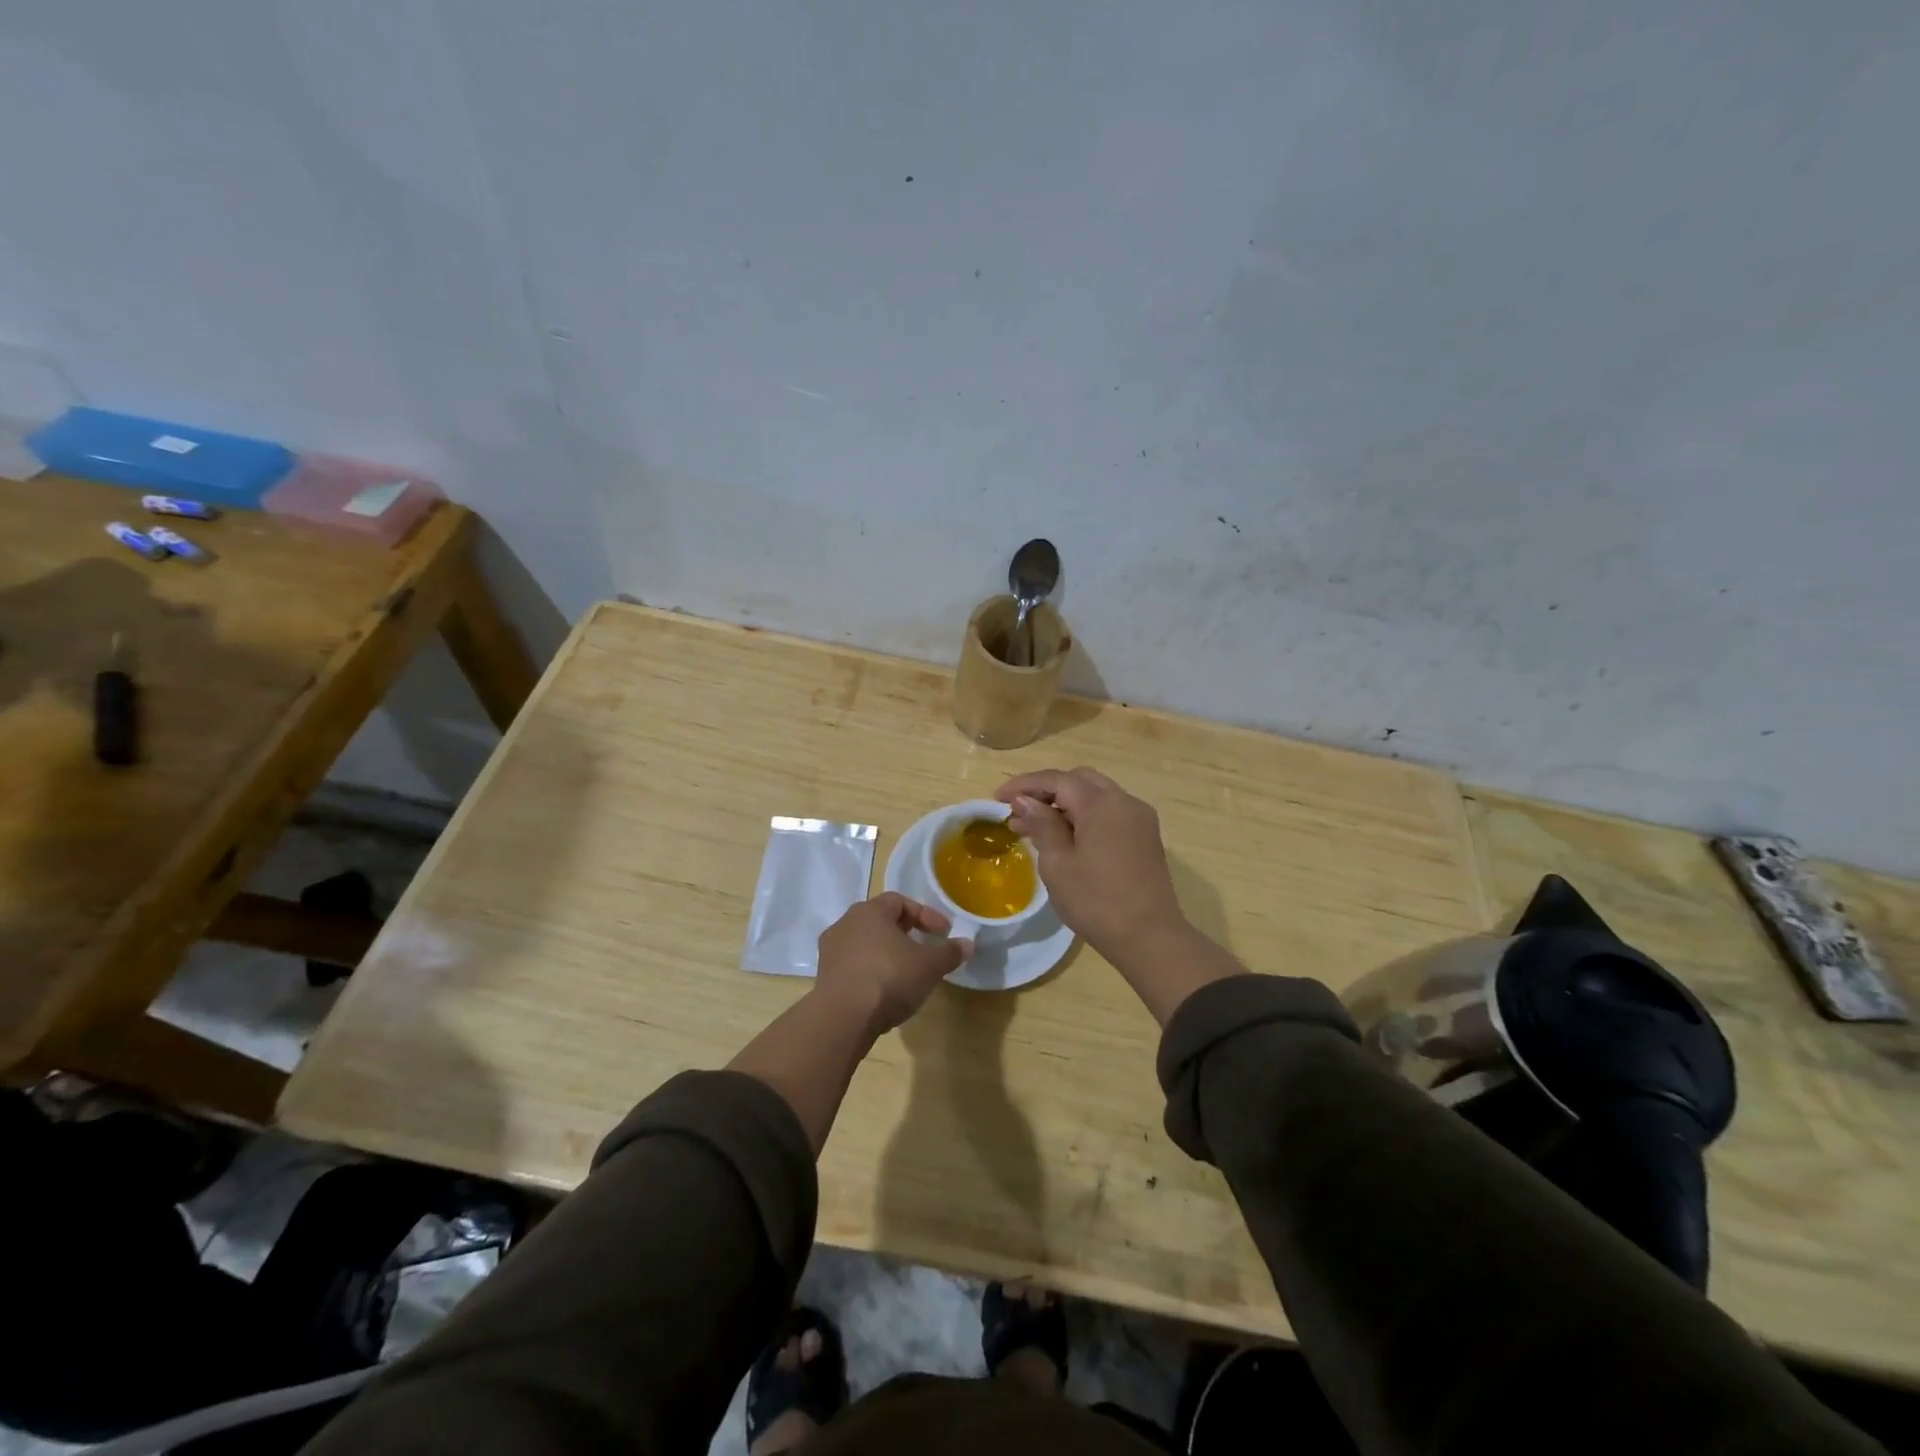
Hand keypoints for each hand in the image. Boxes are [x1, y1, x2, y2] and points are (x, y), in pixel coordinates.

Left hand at [814, 892, 971, 1035]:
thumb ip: (949, 952)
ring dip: (887, 954)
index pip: (899, 901)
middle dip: (905, 933)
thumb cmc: (889, 978)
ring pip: (865, 944)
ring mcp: (831, 951)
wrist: (843, 1018)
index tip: (944, 932)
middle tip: (925, 948)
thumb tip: (967, 943)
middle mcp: (845, 924)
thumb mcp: (929, 965)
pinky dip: (872, 972)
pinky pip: (854, 966)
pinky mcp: (824, 977)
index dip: (925, 914)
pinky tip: (886, 991)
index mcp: (869, 911)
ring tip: (907, 972)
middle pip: (880, 921)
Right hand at [995, 768, 1187, 958]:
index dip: (1025, 784)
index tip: (997, 798)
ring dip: (1065, 804)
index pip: (1057, 779)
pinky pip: (1110, 812)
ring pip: (1096, 795)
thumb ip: (1041, 824)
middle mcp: (1124, 801)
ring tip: (1036, 827)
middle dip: (1046, 790)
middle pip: (1079, 781)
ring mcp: (1139, 818)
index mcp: (1101, 803)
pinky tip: (1066, 837)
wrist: (1150, 938)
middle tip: (1019, 811)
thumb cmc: (1096, 901)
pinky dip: (1085, 815)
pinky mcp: (1145, 836)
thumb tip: (1025, 801)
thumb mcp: (1058, 863)